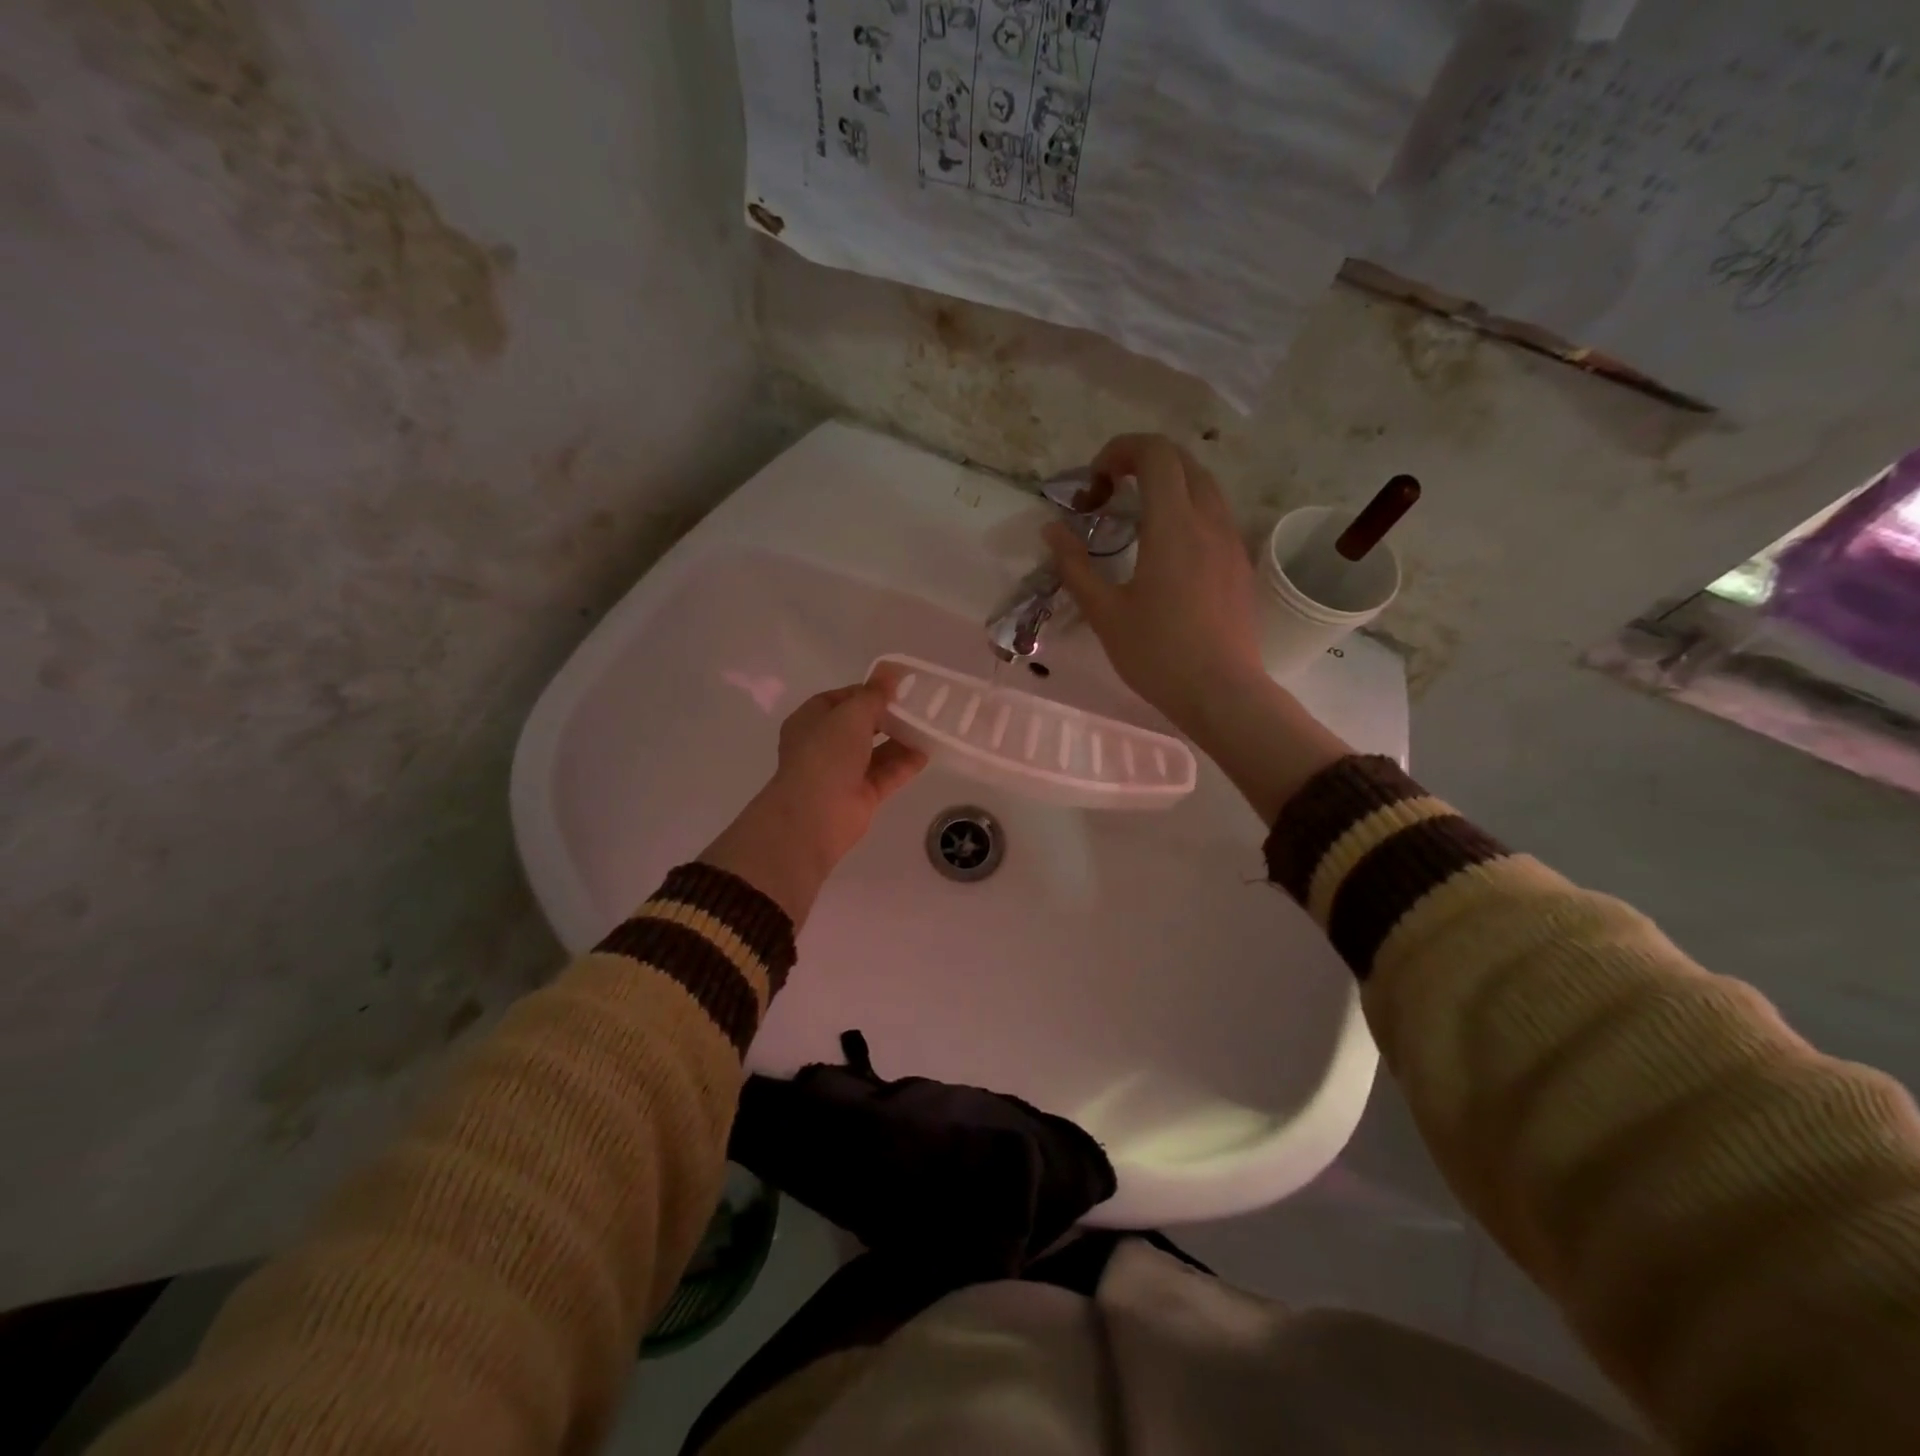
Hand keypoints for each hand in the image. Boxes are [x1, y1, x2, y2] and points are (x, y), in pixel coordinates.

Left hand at [701, 669, 927, 925]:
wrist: (815, 816)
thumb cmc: (825, 755)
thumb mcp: (851, 715)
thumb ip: (873, 695)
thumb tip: (890, 672)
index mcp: (811, 721)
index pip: (841, 700)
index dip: (867, 691)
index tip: (896, 687)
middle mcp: (825, 745)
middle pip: (861, 726)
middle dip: (888, 716)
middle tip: (918, 706)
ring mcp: (843, 772)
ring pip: (876, 751)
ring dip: (900, 740)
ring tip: (929, 726)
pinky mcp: (862, 795)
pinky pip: (887, 774)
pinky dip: (904, 764)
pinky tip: (927, 752)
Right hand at [1044, 434, 1267, 734]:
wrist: (1222, 693)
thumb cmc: (1157, 654)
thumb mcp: (1105, 612)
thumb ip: (1075, 566)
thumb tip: (1051, 530)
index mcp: (1173, 526)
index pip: (1156, 454)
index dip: (1121, 450)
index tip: (1095, 481)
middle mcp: (1209, 521)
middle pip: (1183, 461)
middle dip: (1143, 462)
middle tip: (1110, 494)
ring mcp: (1231, 542)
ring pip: (1204, 486)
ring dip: (1168, 485)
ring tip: (1136, 519)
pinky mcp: (1240, 565)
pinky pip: (1216, 516)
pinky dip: (1187, 511)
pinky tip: (1167, 550)